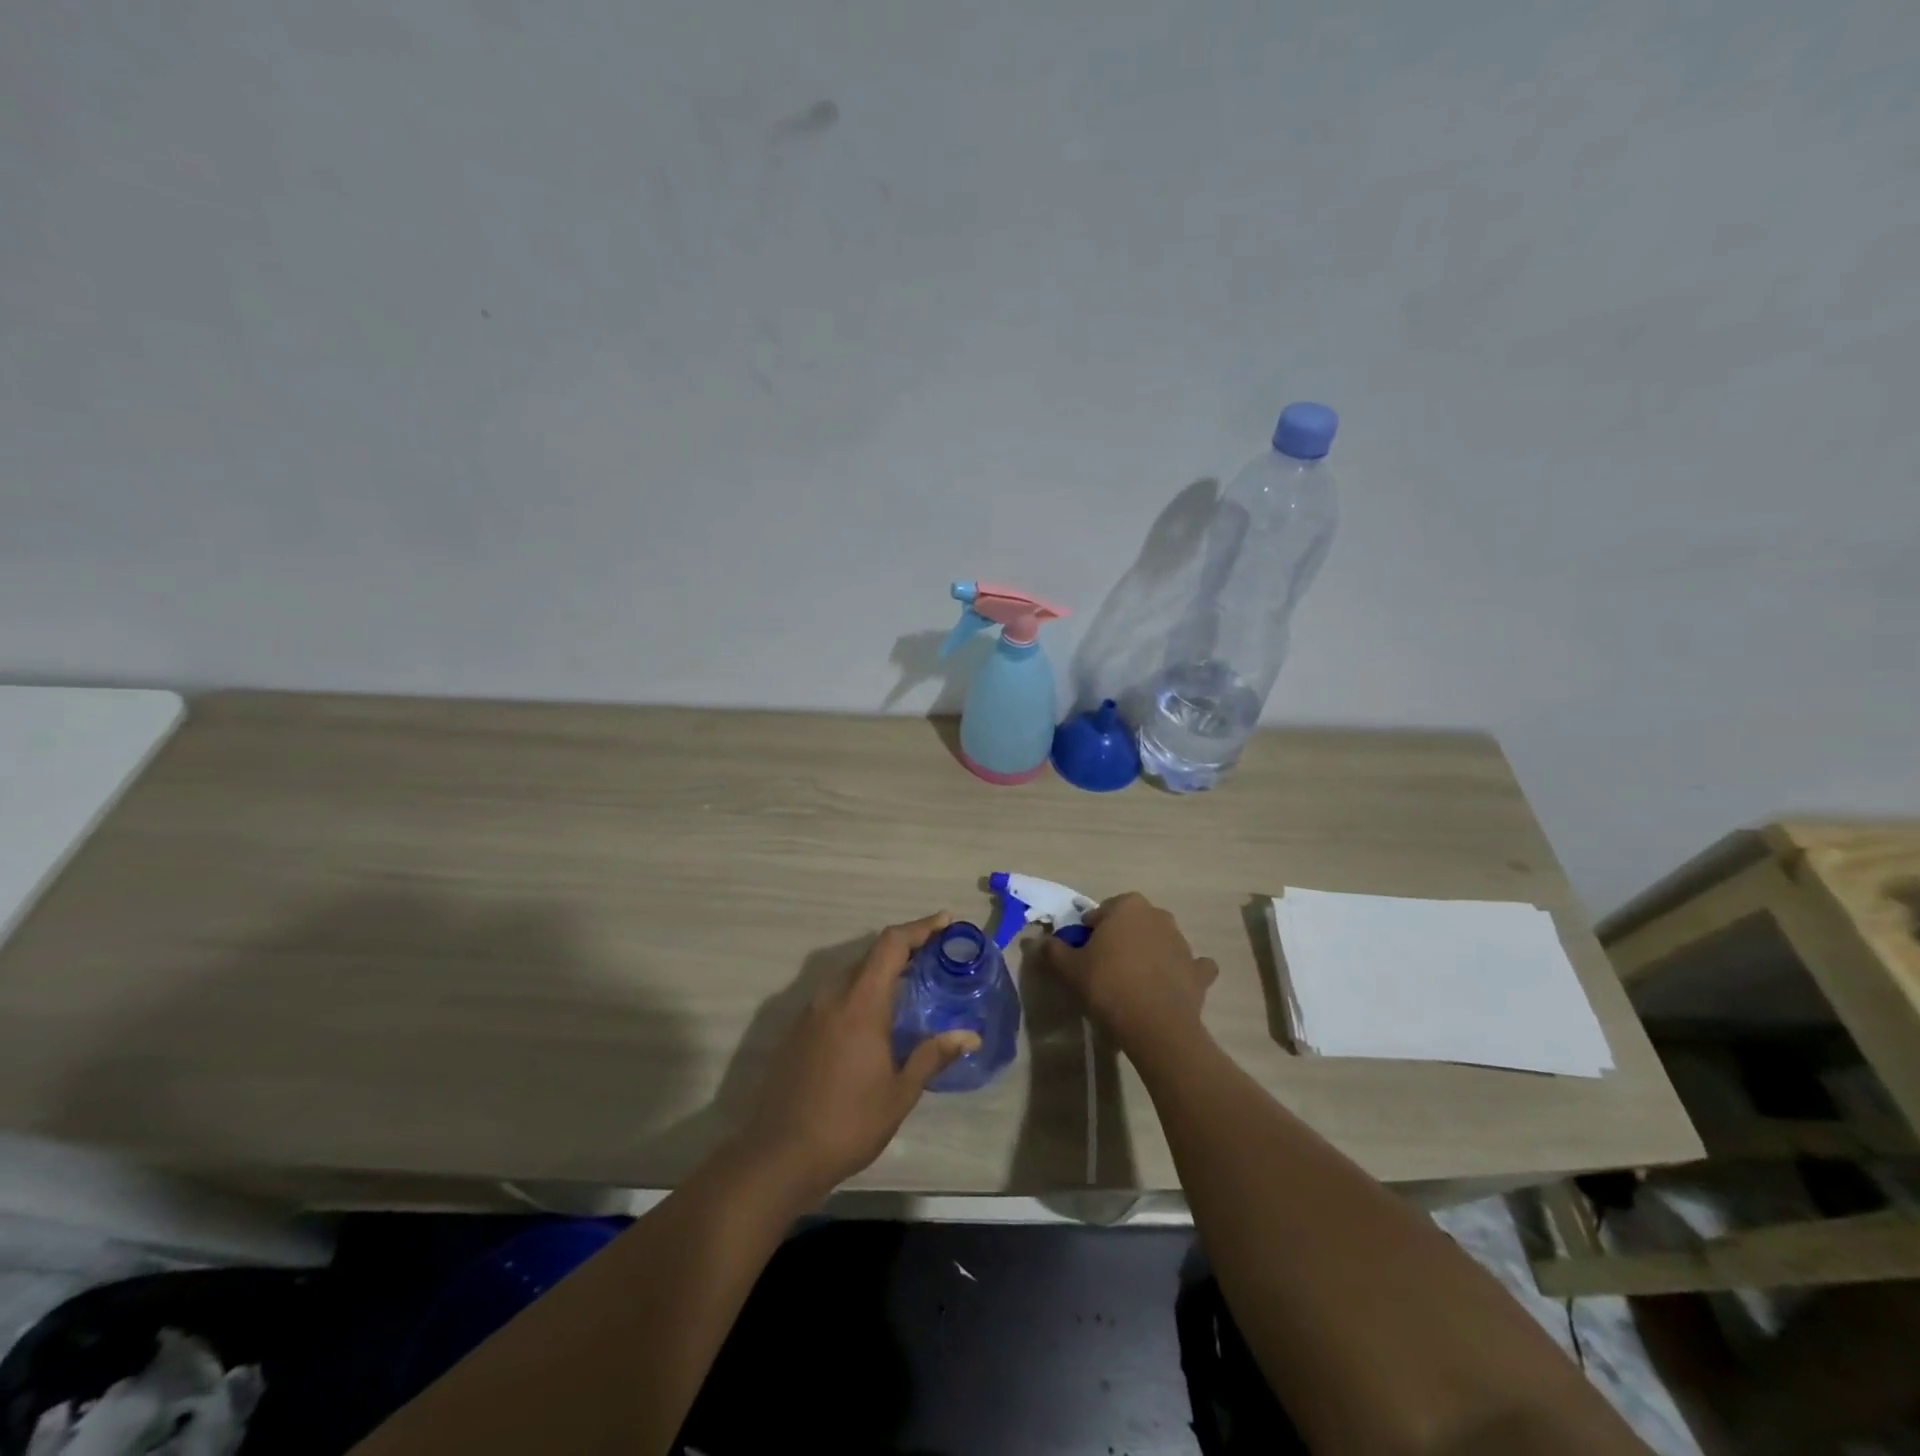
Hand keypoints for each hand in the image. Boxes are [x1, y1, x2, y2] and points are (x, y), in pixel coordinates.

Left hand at [738, 913, 979, 1199]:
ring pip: (850, 975)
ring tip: (909, 985)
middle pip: (870, 956)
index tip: (944, 921)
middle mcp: (832, 996)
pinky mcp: (797, 1031)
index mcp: (860, 1003)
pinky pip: (834, 996)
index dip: (919, 927)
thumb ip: (932, 1056)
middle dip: (903, 949)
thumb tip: (969, 1036)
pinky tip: (873, 1019)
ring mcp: (809, 1012)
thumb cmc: (847, 1123)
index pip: (891, 945)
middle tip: (934, 957)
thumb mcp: (899, 1093)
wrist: (778, 1156)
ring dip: (880, 972)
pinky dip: (859, 993)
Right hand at [1043, 893, 1217, 1056]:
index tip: (1083, 956)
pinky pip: (1190, 967)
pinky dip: (1181, 973)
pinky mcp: (1200, 971)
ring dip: (1149, 954)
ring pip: (1160, 942)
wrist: (1156, 1026)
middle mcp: (1158, 915)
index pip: (1101, 913)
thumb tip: (1038, 942)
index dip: (1089, 934)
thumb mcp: (1069, 968)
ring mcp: (1183, 943)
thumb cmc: (1108, 986)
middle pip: (1132, 924)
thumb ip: (1053, 950)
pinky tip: (1168, 988)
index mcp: (1127, 906)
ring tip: (1132, 983)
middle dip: (1120, 939)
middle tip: (1104, 968)